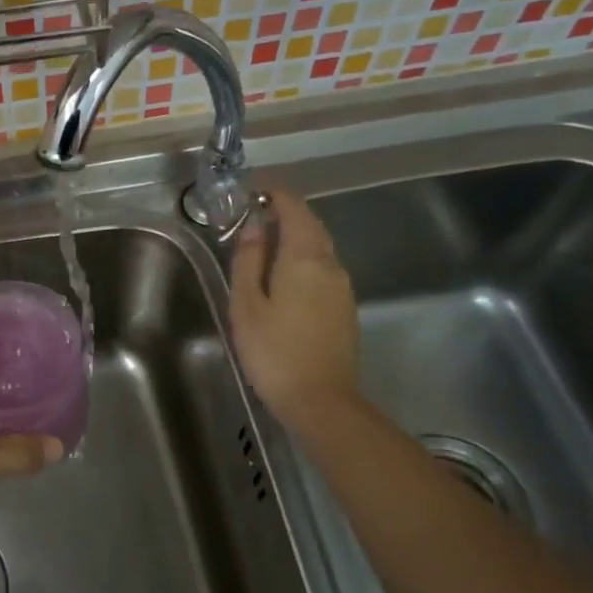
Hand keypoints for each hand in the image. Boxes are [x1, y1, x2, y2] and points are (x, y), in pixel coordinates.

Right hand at [229, 188, 362, 428]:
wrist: (321, 401)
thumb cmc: (274, 351)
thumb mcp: (247, 304)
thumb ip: (249, 260)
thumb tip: (255, 226)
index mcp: (305, 257)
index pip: (294, 208)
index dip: (274, 193)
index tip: (251, 190)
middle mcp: (331, 264)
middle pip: (311, 224)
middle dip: (284, 212)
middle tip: (253, 214)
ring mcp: (343, 287)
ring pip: (319, 247)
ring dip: (294, 236)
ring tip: (263, 243)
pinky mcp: (345, 308)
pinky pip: (323, 268)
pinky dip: (303, 258)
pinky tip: (283, 276)